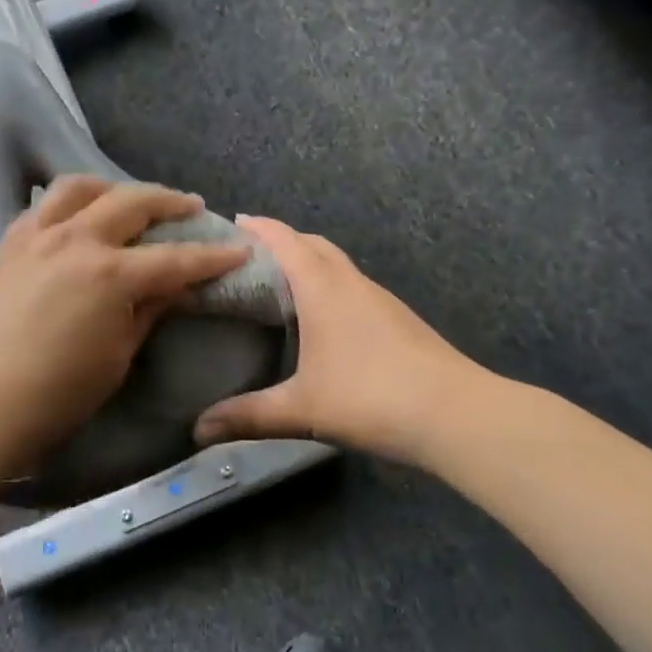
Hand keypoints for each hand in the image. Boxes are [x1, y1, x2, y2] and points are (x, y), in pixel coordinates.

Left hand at [0, 176, 250, 460]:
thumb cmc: (58, 394)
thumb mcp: (117, 356)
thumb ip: (147, 312)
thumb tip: (174, 288)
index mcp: (111, 274)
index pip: (176, 259)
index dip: (212, 256)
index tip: (238, 251)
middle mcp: (76, 240)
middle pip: (132, 202)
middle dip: (169, 201)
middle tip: (190, 207)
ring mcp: (38, 236)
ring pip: (80, 187)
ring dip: (113, 187)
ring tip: (128, 200)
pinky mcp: (9, 244)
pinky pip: (42, 207)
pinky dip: (67, 204)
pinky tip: (75, 217)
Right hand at [193, 217, 481, 462]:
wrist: (454, 412)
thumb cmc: (370, 397)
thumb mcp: (301, 408)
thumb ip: (248, 416)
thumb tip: (198, 430)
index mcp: (323, 288)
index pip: (286, 241)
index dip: (260, 227)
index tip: (235, 221)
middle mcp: (351, 283)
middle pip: (314, 245)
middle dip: (283, 240)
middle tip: (251, 255)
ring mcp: (379, 299)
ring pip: (338, 265)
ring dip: (310, 262)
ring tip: (282, 283)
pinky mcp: (398, 318)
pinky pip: (354, 286)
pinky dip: (331, 285)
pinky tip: (324, 318)